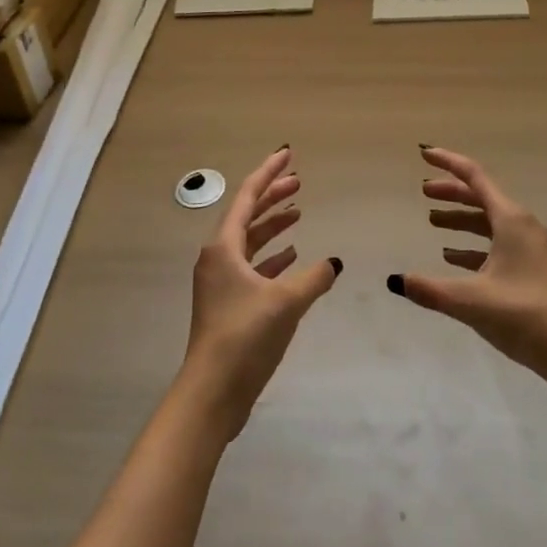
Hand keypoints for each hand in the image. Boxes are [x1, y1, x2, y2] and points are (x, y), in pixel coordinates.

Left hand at [180, 147, 340, 439]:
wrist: (212, 392)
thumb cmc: (245, 336)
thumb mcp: (286, 302)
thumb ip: (314, 278)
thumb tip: (334, 262)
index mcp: (223, 246)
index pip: (247, 196)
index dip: (268, 173)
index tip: (287, 154)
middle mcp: (218, 257)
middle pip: (247, 215)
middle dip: (273, 196)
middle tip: (299, 181)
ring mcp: (221, 282)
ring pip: (250, 241)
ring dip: (273, 226)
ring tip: (299, 214)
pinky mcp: (228, 304)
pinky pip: (252, 267)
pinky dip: (272, 257)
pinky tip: (293, 257)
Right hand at [389, 146, 546, 383]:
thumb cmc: (524, 315)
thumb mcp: (471, 301)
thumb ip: (430, 289)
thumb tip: (395, 281)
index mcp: (511, 220)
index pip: (474, 177)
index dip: (448, 163)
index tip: (424, 154)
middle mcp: (522, 226)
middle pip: (481, 197)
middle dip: (451, 192)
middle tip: (423, 193)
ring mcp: (530, 248)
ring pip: (489, 222)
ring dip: (461, 219)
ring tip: (433, 223)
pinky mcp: (533, 270)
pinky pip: (497, 244)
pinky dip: (473, 245)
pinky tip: (454, 259)